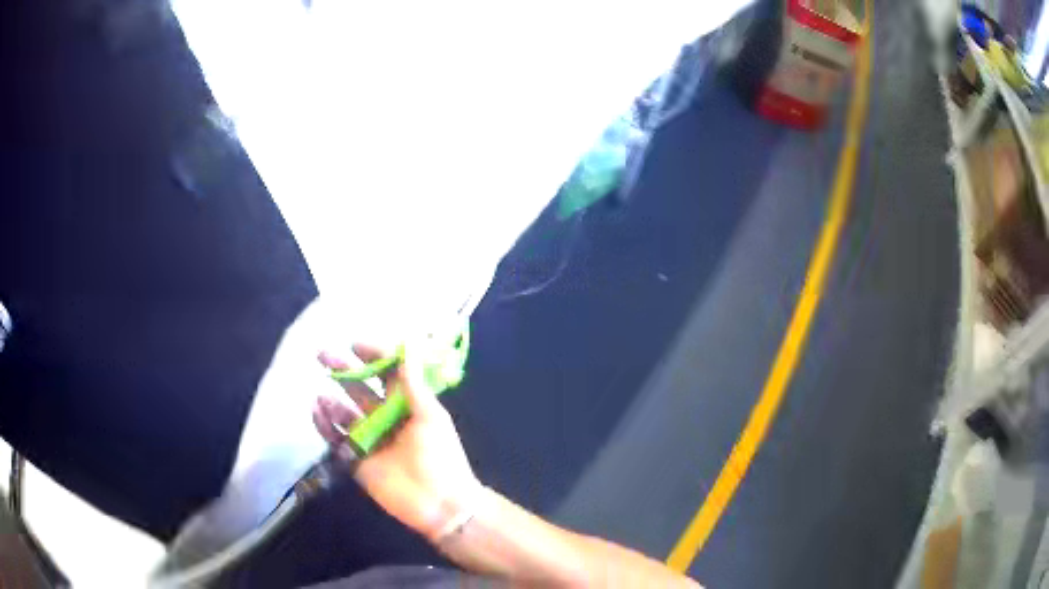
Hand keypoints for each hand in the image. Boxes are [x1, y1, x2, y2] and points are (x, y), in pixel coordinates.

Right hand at [312, 344, 480, 540]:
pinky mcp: (357, 459)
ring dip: (332, 401)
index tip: (354, 344)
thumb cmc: (440, 456)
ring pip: (344, 413)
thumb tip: (407, 347)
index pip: (387, 373)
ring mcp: (370, 439)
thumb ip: (413, 385)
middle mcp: (385, 418)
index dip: (372, 357)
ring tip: (323, 395)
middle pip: (360, 389)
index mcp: (407, 405)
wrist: (439, 503)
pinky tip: (317, 412)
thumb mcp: (431, 417)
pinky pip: (337, 439)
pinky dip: (325, 425)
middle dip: (343, 371)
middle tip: (323, 354)